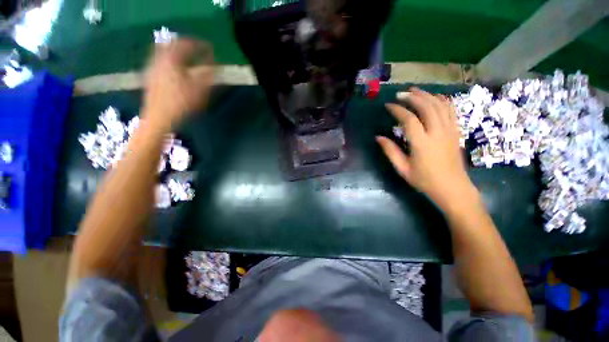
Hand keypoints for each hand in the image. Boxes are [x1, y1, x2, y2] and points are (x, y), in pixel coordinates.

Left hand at [142, 38, 213, 129]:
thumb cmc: (181, 105)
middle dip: (184, 44)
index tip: (208, 48)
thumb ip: (208, 76)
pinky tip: (171, 69)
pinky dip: (167, 60)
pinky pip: (157, 61)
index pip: (186, 45)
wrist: (158, 119)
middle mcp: (159, 60)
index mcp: (172, 60)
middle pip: (171, 44)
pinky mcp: (148, 77)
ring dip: (174, 51)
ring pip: (162, 51)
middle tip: (195, 50)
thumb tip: (215, 67)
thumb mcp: (199, 91)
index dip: (199, 45)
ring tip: (184, 57)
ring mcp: (151, 68)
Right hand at [376, 88, 477, 211]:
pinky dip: (442, 100)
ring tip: (414, 90)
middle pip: (427, 107)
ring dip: (426, 95)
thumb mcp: (403, 169)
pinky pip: (451, 110)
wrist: (452, 188)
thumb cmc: (424, 180)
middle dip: (412, 97)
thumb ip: (390, 151)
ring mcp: (450, 131)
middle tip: (400, 94)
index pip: (409, 119)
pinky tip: (434, 97)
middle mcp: (437, 133)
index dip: (397, 110)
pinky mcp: (456, 131)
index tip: (388, 105)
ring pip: (440, 105)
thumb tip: (378, 137)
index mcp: (422, 144)